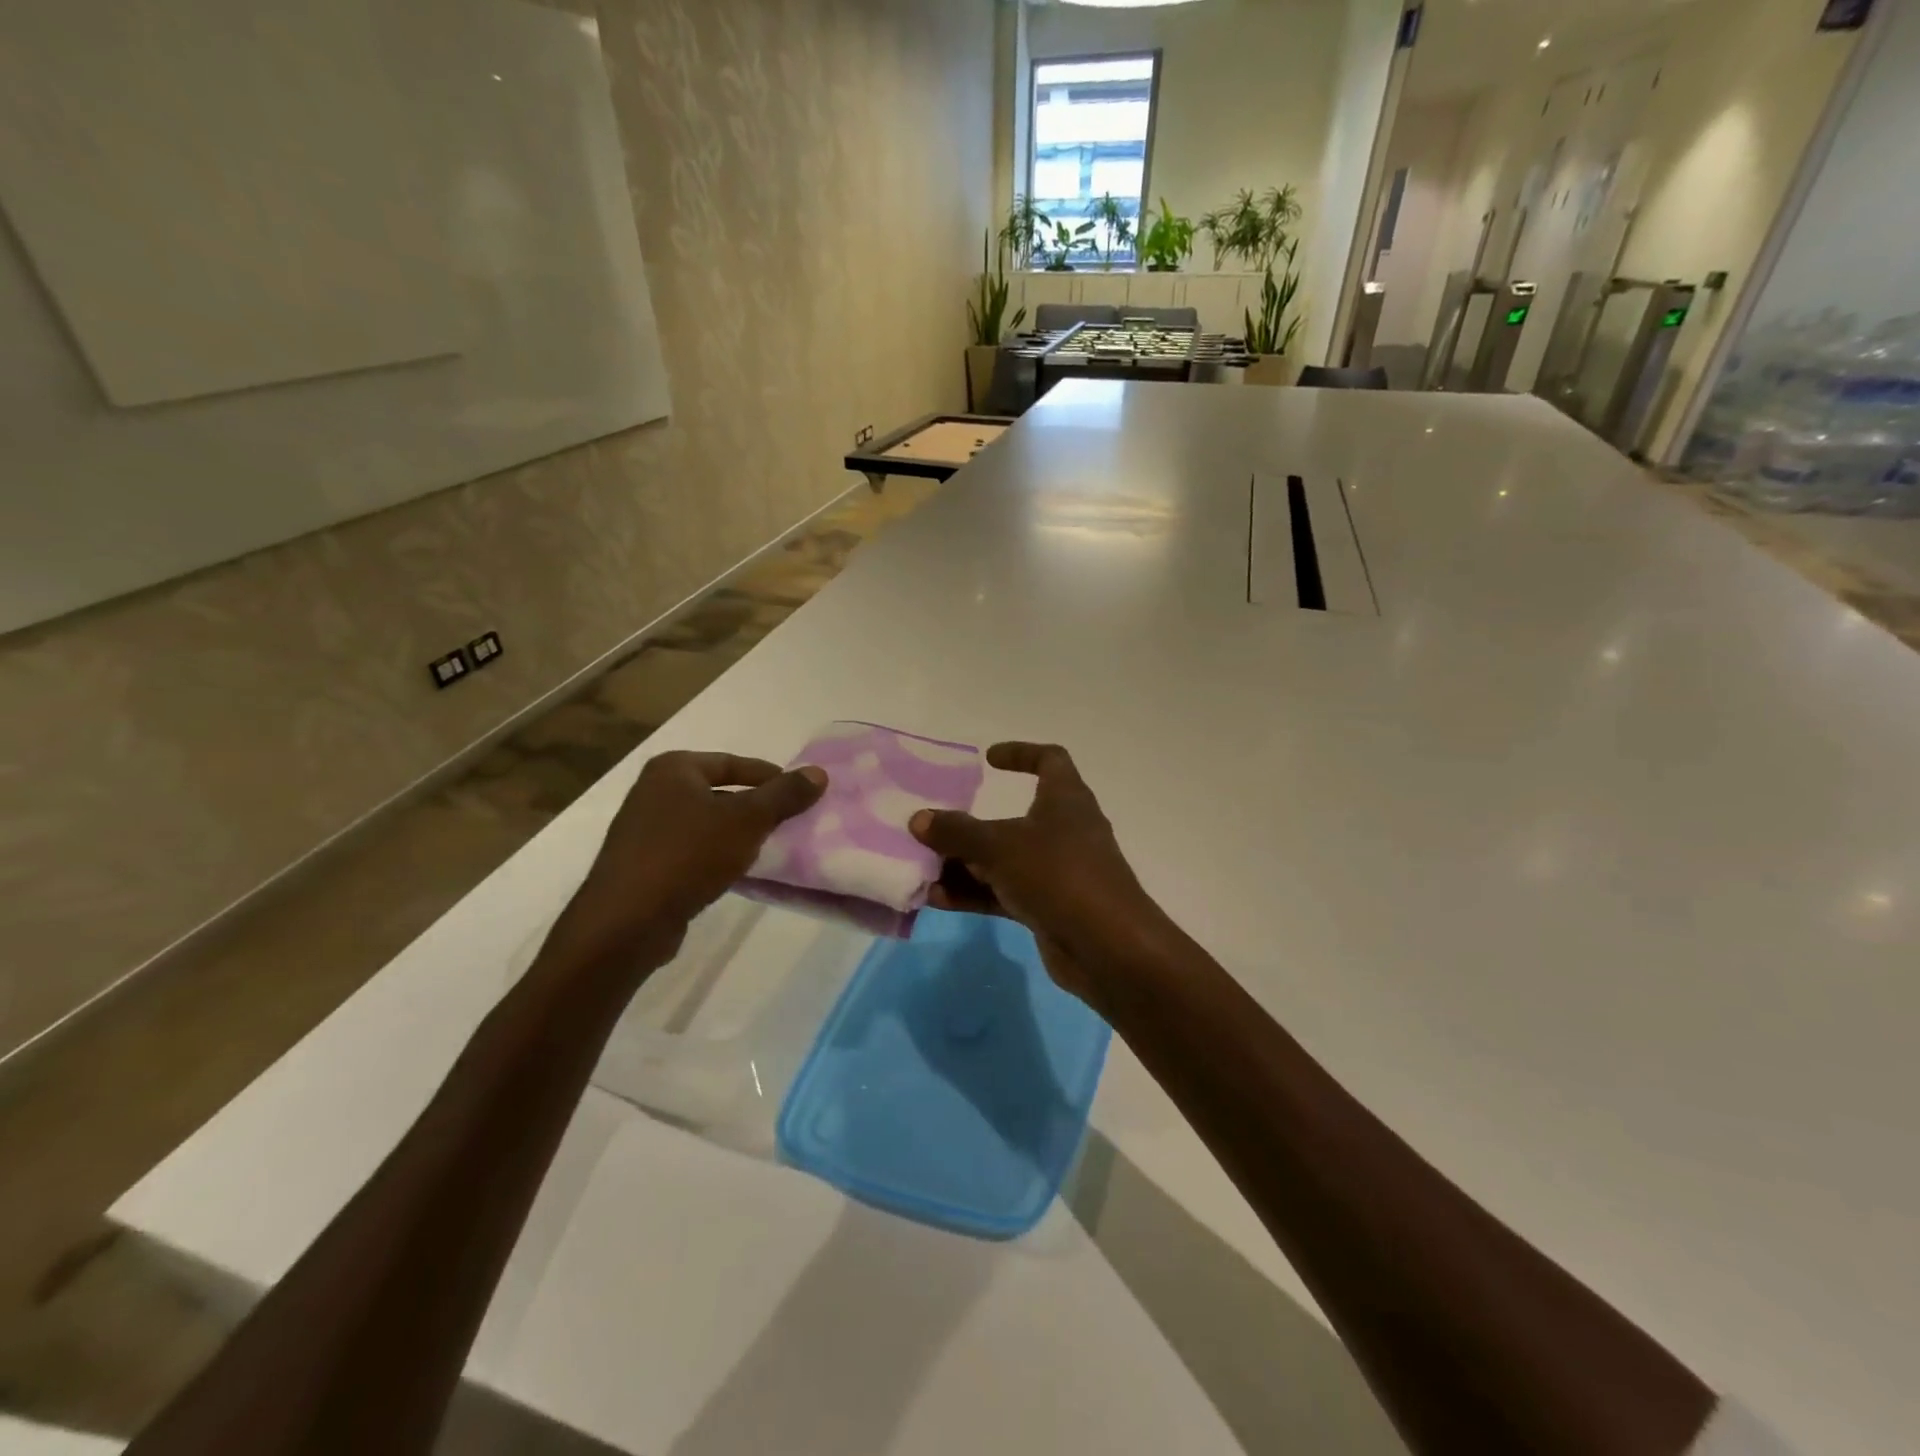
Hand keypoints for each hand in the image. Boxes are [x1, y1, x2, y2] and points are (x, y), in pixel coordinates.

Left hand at [552, 751, 825, 970]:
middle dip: (754, 806)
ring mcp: (643, 830)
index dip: (770, 776)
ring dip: (736, 833)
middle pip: (719, 791)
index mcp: (673, 769)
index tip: (799, 793)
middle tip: (789, 821)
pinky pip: (691, 850)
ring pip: (705, 823)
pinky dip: (716, 855)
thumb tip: (819, 773)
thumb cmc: (688, 855)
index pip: (732, 762)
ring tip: (769, 847)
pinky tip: (736, 872)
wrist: (626, 921)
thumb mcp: (747, 820)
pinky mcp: (643, 865)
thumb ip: (784, 795)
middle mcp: (653, 792)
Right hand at [909, 742, 1177, 1009]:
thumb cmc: (1059, 875)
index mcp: (1066, 800)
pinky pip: (1004, 893)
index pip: (1050, 760)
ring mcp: (1058, 872)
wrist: (1108, 948)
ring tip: (923, 869)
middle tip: (934, 828)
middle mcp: (1065, 831)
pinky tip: (937, 901)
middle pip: (1014, 818)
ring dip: (966, 864)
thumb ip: (958, 832)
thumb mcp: (1000, 847)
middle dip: (971, 825)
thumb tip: (919, 819)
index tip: (988, 759)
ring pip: (1004, 860)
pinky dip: (975, 894)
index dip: (1021, 753)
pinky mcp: (1050, 907)